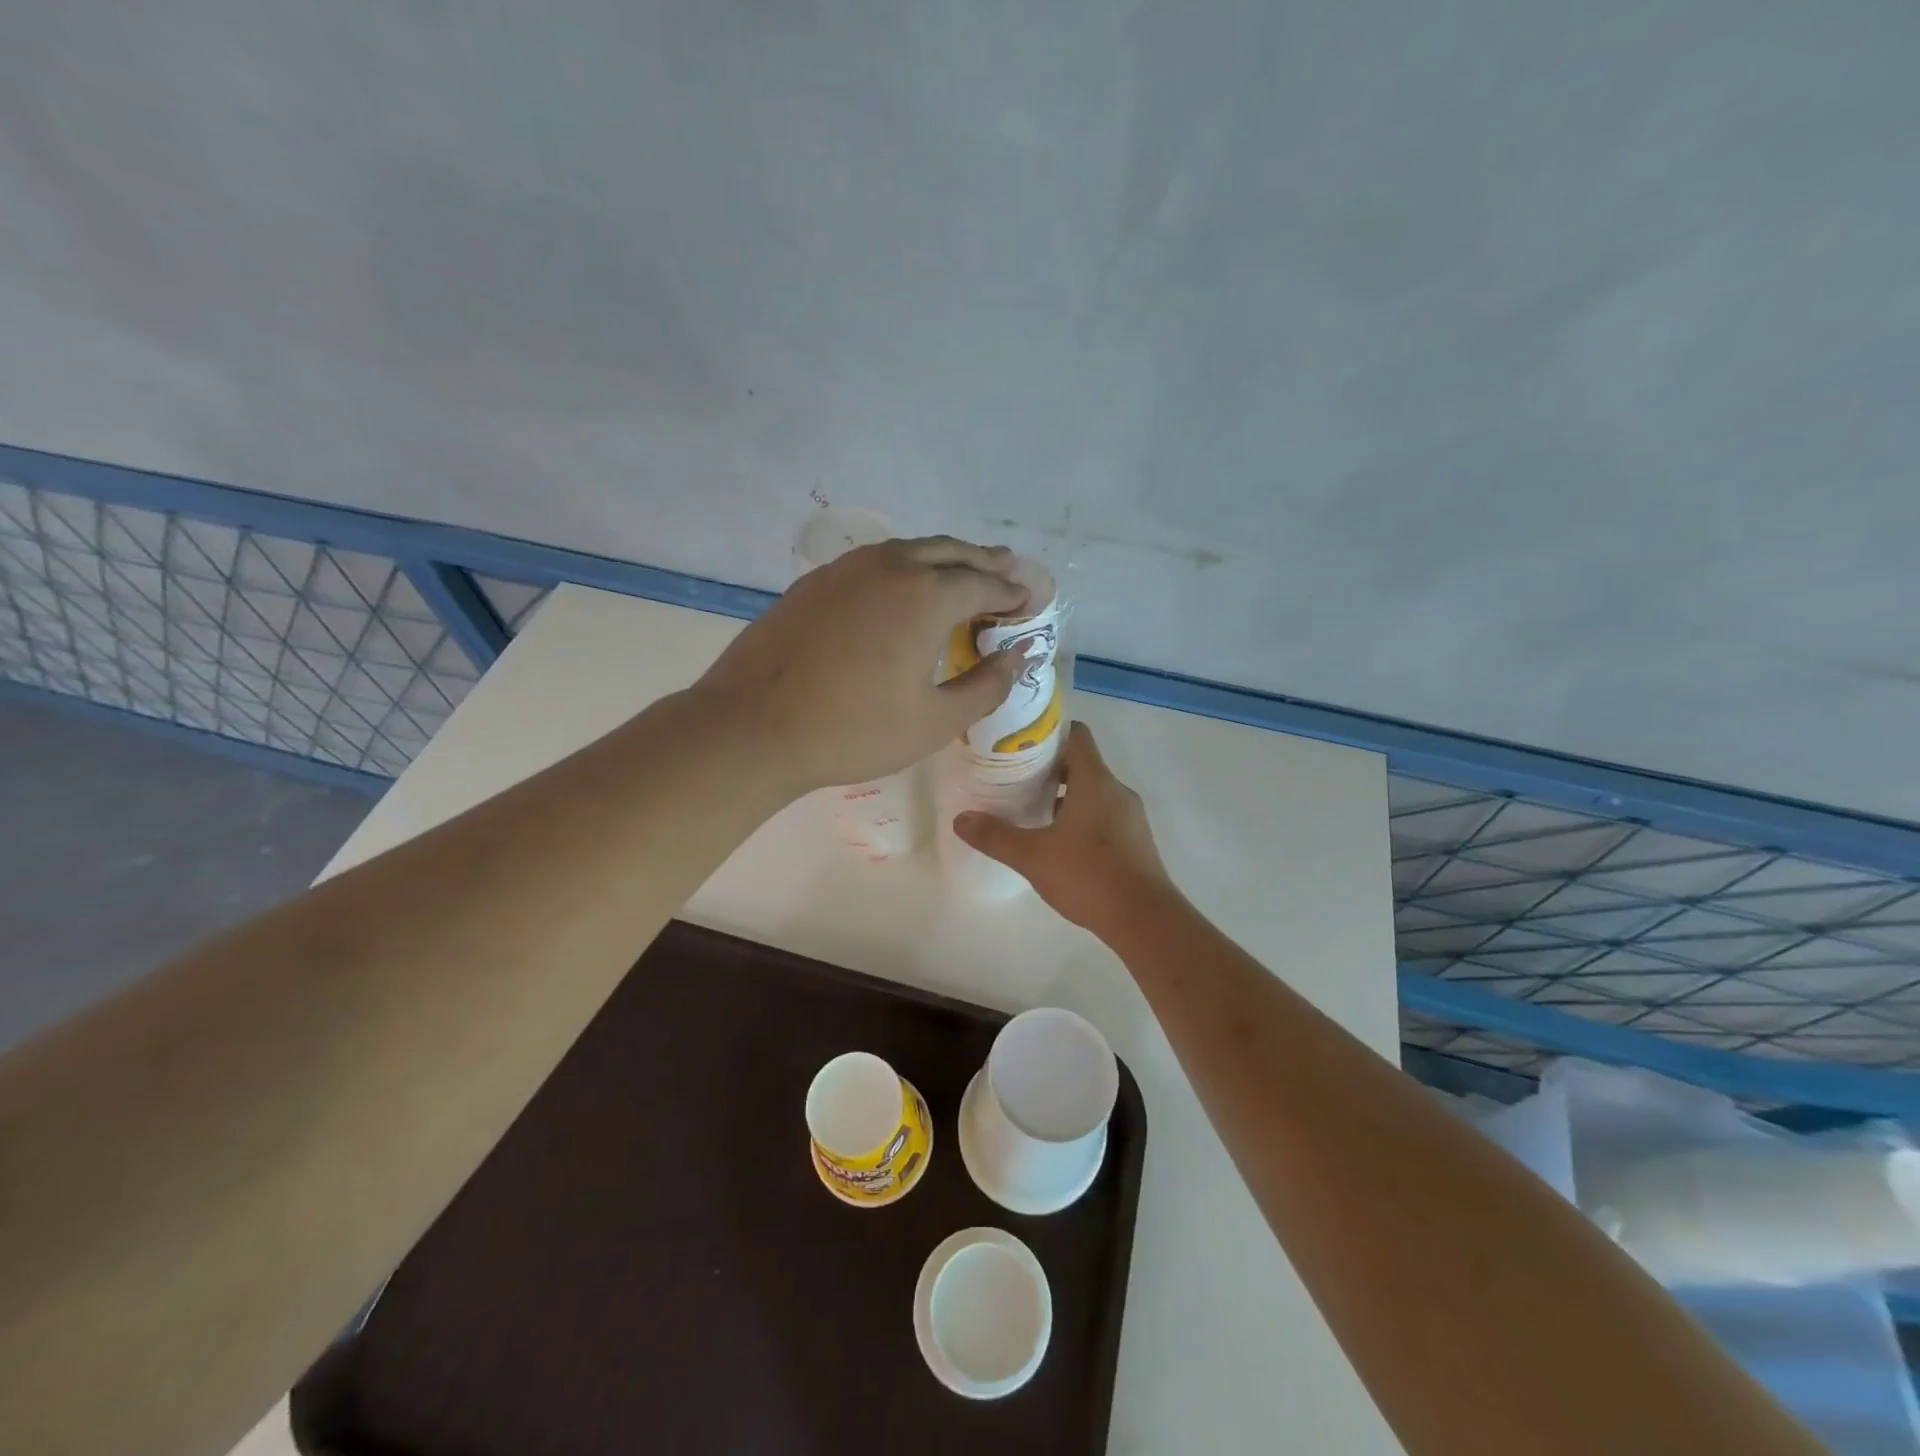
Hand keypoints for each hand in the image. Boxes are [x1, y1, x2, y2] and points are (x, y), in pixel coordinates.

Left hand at [695, 536, 1031, 792]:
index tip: (1030, 601)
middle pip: (950, 553)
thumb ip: (986, 685)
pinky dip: (904, 568)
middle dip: (984, 562)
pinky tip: (902, 589)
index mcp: (926, 596)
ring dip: (944, 559)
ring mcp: (846, 569)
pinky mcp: (814, 583)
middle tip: (1008, 572)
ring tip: (963, 573)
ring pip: (909, 551)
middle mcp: (890, 567)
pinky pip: (874, 563)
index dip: (1012, 592)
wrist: (752, 727)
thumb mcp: (934, 721)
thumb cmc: (853, 730)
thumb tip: (1018, 656)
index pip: (985, 582)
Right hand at [953, 721, 1177, 933]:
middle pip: (1083, 763)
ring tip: (1033, 810)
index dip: (1049, 733)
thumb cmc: (1088, 875)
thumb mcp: (1033, 856)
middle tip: (1017, 778)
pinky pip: (1105, 816)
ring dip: (1067, 796)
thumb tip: (960, 820)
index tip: (1021, 743)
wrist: (1144, 920)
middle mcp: (1117, 791)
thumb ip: (995, 836)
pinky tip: (1060, 842)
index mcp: (1095, 781)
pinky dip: (1083, 818)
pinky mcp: (1135, 842)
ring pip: (1094, 792)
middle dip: (1050, 768)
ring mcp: (1130, 817)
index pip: (1077, 735)